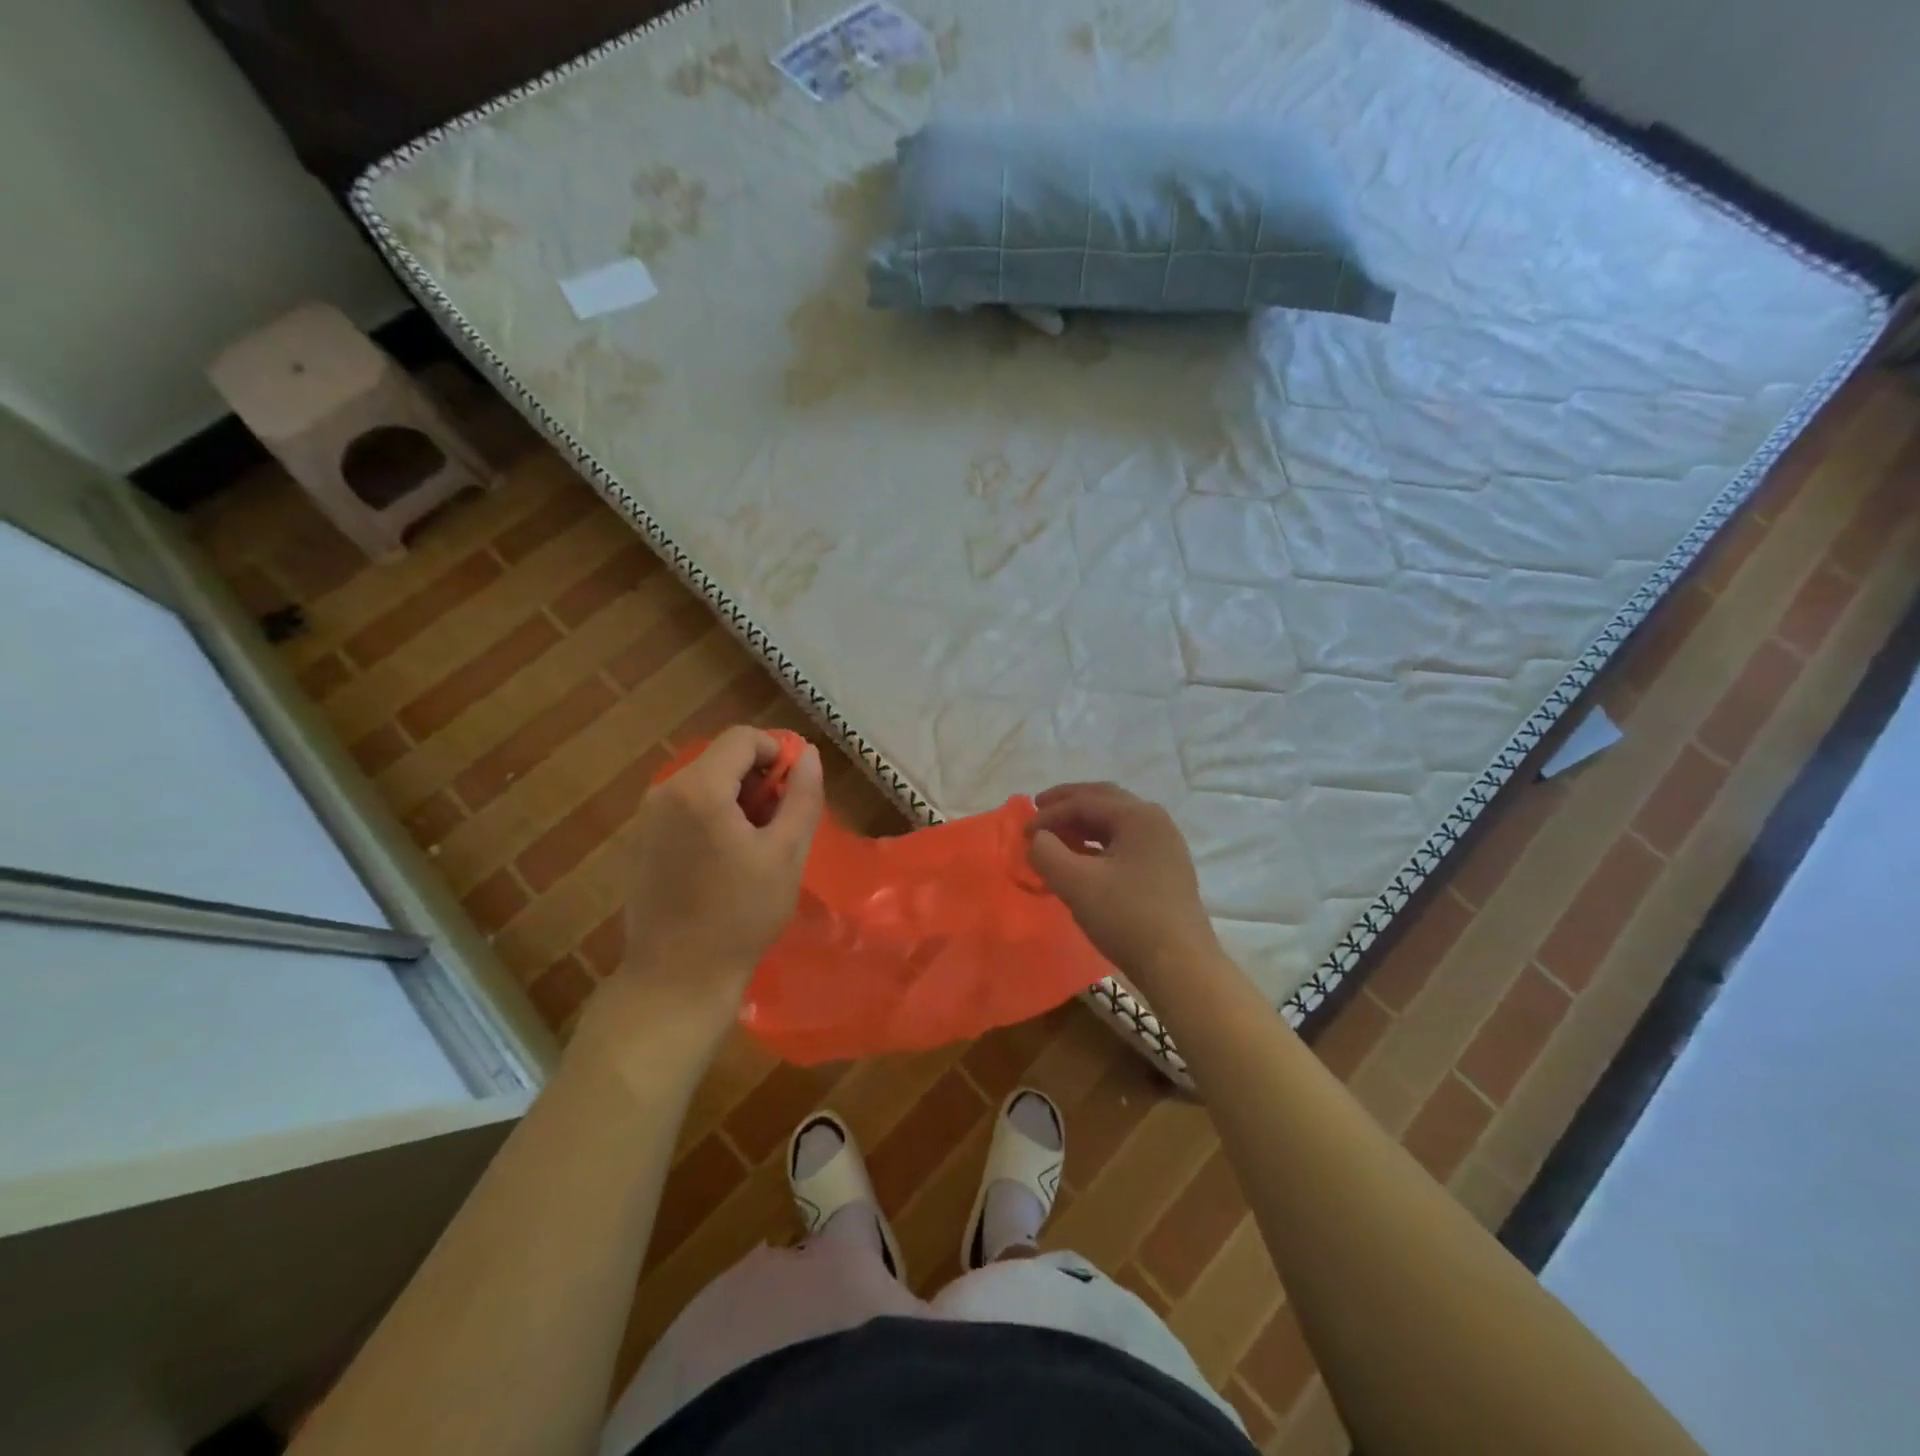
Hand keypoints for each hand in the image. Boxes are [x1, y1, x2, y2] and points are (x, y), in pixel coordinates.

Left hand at [620, 726, 823, 1021]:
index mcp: (699, 788)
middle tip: (780, 825)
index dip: (778, 754)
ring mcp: (646, 817)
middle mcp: (664, 791)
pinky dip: (712, 816)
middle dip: (757, 780)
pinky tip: (724, 861)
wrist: (676, 977)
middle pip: (721, 759)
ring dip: (736, 799)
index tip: (795, 792)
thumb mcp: (787, 853)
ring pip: (704, 783)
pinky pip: (685, 807)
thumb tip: (807, 754)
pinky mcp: (640, 841)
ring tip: (756, 846)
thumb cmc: (741, 915)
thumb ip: (802, 796)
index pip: (743, 738)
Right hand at [1026, 782, 1221, 990]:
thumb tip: (1038, 839)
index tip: (1023, 833)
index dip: (1049, 814)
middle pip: (1105, 800)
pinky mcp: (1167, 868)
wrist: (1180, 966)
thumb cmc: (1127, 918)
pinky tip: (1084, 858)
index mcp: (1138, 816)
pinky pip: (1126, 841)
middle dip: (1069, 803)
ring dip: (1084, 822)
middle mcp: (1155, 821)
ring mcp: (1165, 845)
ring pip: (1117, 821)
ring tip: (1058, 835)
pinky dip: (1100, 841)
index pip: (1084, 802)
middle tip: (1040, 808)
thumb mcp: (1076, 884)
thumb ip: (1047, 853)